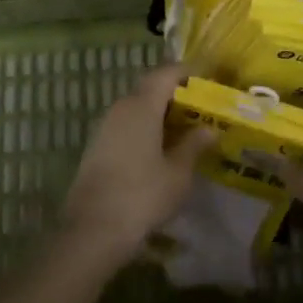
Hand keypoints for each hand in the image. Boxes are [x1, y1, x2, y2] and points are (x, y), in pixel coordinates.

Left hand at [59, 64, 215, 272]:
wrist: (93, 230)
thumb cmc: (142, 196)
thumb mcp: (178, 173)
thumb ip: (194, 145)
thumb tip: (209, 128)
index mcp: (142, 106)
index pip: (167, 73)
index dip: (189, 72)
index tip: (209, 78)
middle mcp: (121, 108)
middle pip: (151, 88)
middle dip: (177, 93)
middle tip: (202, 107)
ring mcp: (106, 126)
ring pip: (138, 107)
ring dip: (161, 112)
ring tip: (186, 129)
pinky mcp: (98, 146)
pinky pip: (127, 124)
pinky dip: (147, 127)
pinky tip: (161, 148)